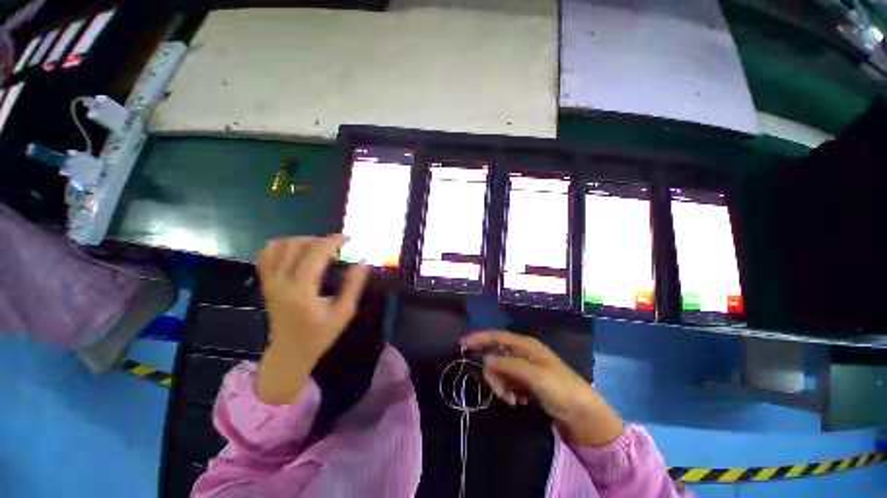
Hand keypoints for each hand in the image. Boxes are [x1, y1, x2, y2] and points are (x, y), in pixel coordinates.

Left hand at [255, 235, 368, 404]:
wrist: (289, 352)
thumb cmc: (320, 334)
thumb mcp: (344, 312)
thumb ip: (353, 285)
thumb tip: (362, 261)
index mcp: (301, 290)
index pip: (316, 253)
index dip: (334, 241)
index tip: (349, 239)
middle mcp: (281, 282)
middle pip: (298, 245)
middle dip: (322, 240)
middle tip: (338, 248)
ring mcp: (269, 281)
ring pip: (281, 245)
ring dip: (304, 240)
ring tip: (321, 249)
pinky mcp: (265, 282)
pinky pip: (267, 254)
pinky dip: (282, 246)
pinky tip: (298, 252)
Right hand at [462, 330, 623, 446]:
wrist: (583, 415)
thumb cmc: (561, 390)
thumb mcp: (535, 376)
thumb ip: (509, 365)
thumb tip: (485, 358)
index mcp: (526, 345)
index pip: (497, 336)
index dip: (479, 338)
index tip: (462, 344)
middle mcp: (523, 352)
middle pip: (496, 356)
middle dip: (494, 374)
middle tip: (501, 393)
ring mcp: (524, 367)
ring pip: (500, 371)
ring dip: (502, 386)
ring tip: (514, 400)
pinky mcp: (526, 381)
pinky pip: (508, 382)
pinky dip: (509, 392)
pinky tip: (519, 401)